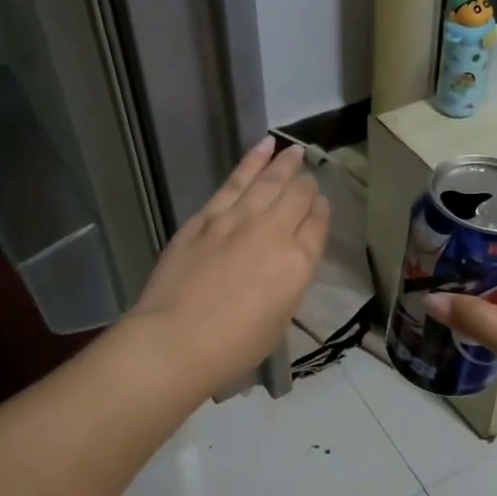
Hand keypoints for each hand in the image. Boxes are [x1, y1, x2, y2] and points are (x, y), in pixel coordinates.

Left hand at [125, 137, 328, 396]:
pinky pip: (234, 182)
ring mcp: (236, 220)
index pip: (317, 225)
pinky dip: (251, 162)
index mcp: (298, 264)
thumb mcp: (278, 321)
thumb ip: (287, 283)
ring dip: (284, 163)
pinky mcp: (205, 217)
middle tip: (308, 177)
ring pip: (268, 181)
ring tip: (293, 151)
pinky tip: (263, 148)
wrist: (174, 341)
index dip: (321, 212)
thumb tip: (286, 260)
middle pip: (297, 196)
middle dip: (306, 185)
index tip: (321, 205)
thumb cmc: (232, 347)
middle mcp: (273, 233)